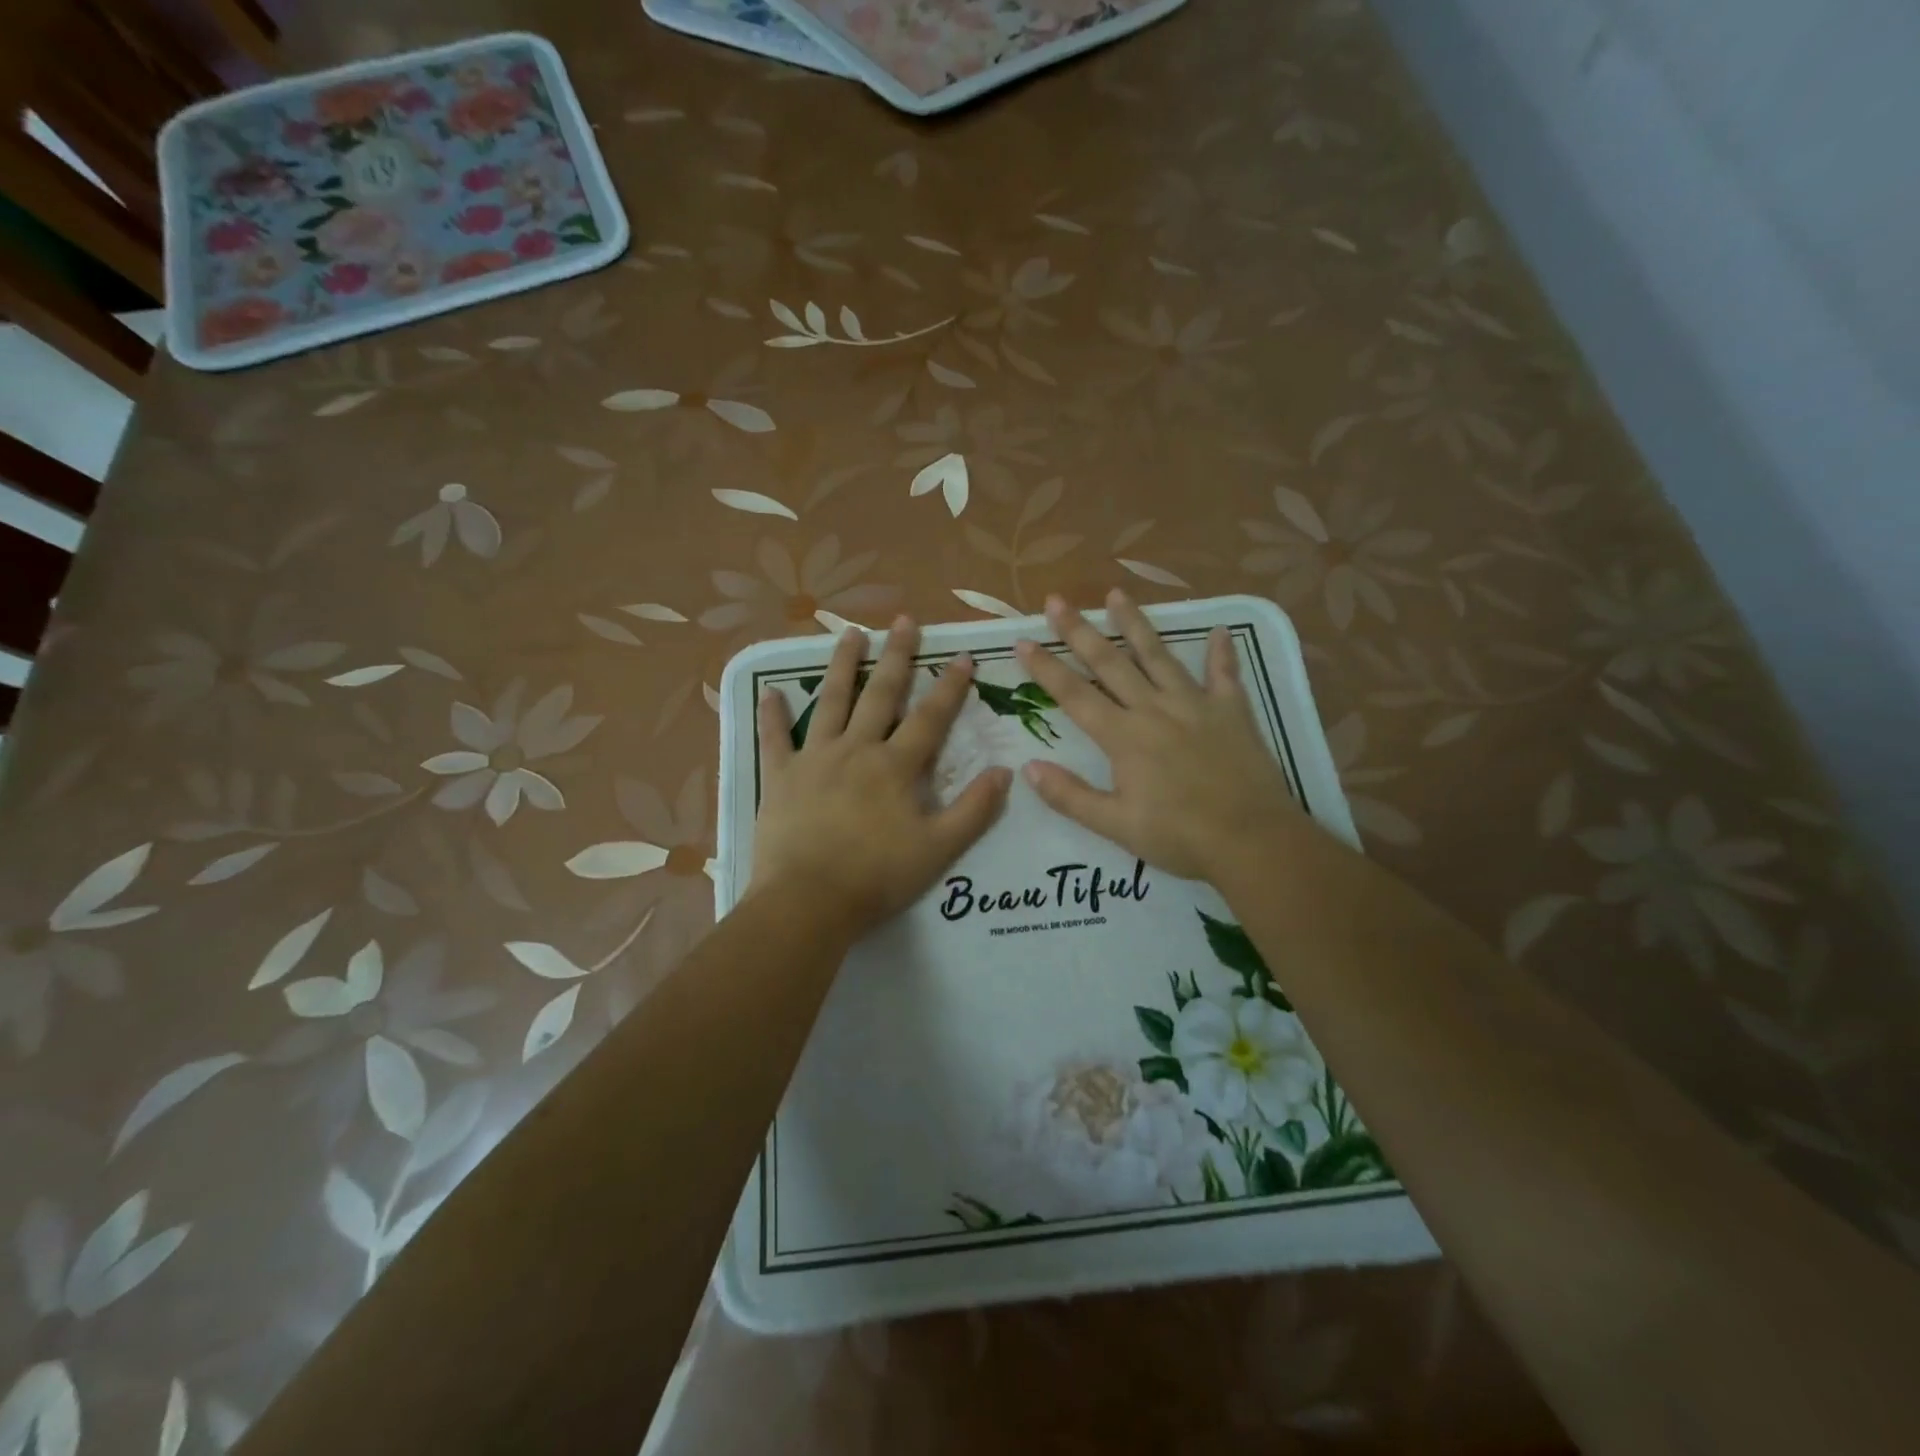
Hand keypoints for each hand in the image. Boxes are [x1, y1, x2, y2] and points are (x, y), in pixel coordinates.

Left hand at [753, 618, 1012, 937]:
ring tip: (850, 633)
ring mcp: (814, 759)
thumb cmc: (878, 877)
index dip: (950, 688)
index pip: (930, 718)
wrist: (809, 901)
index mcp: (895, 767)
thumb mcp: (939, 849)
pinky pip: (775, 739)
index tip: (964, 657)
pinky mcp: (781, 777)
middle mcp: (857, 749)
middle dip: (897, 657)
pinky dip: (772, 715)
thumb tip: (1005, 772)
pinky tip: (769, 691)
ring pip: (831, 702)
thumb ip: (974, 810)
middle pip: (880, 695)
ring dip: (843, 666)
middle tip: (904, 621)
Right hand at [1015, 591, 1304, 881]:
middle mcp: (1154, 709)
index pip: (1074, 694)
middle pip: (1110, 662)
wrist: (1252, 840)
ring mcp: (1195, 705)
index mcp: (1123, 737)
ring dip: (1135, 624)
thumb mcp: (1115, 825)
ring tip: (1116, 594)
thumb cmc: (1179, 836)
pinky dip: (1221, 653)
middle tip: (1056, 600)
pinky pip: (1224, 674)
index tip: (1022, 640)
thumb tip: (1028, 768)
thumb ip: (1070, 796)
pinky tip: (1219, 631)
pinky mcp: (1232, 711)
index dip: (1045, 667)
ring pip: (1159, 655)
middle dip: (1079, 630)